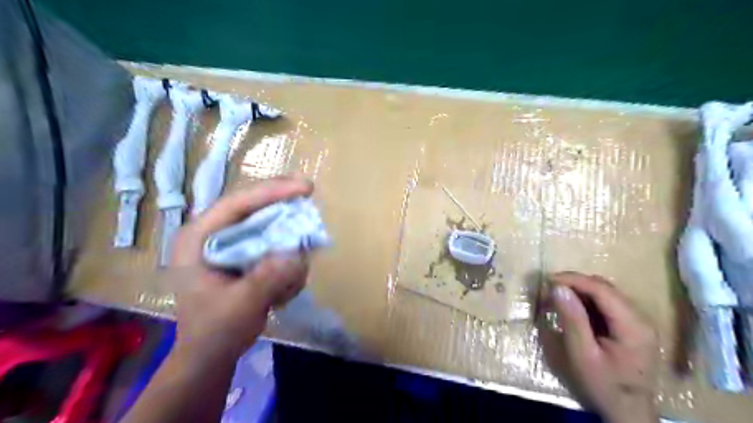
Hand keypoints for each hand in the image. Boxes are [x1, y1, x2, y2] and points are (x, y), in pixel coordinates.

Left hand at [171, 175, 310, 360]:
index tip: (305, 187)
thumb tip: (298, 253)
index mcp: (200, 238)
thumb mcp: (240, 306)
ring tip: (287, 287)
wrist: (211, 358)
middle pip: (256, 209)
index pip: (237, 204)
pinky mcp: (248, 257)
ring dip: (289, 249)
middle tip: (311, 199)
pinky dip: (288, 264)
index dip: (272, 192)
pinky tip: (282, 294)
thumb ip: (267, 279)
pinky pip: (277, 247)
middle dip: (285, 210)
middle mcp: (216, 235)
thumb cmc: (214, 332)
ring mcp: (233, 246)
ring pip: (271, 228)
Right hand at [535, 273, 660, 420]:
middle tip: (548, 290)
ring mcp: (638, 321)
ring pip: (604, 293)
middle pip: (604, 288)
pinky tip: (571, 309)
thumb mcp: (582, 355)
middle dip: (574, 284)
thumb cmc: (603, 385)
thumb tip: (557, 288)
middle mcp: (640, 318)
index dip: (573, 280)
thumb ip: (572, 319)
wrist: (628, 411)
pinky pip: (606, 304)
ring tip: (556, 298)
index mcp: (633, 326)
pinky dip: (585, 301)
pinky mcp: (631, 325)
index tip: (547, 280)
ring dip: (579, 291)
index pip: (601, 289)